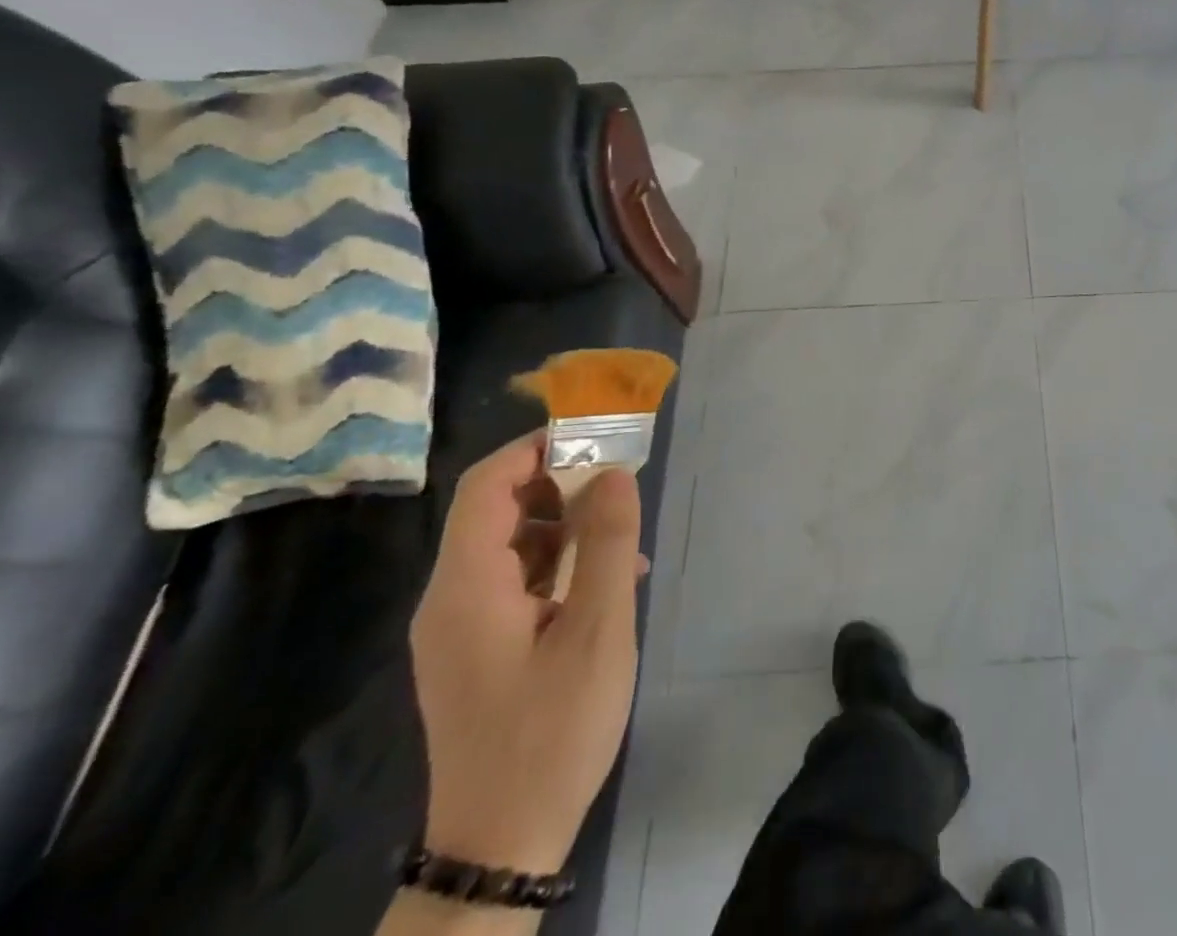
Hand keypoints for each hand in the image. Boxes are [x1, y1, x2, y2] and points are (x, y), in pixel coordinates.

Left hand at [410, 432, 646, 872]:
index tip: (594, 436)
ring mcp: (459, 627)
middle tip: (620, 487)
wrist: (501, 844)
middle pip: (497, 510)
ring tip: (623, 542)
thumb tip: (615, 472)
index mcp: (466, 588)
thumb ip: (606, 545)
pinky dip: (557, 565)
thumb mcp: (596, 631)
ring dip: (566, 527)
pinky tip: (605, 585)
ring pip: (510, 545)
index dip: (536, 448)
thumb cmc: (552, 731)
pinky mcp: (475, 649)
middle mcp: (449, 599)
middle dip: (560, 485)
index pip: (486, 485)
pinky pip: (514, 582)